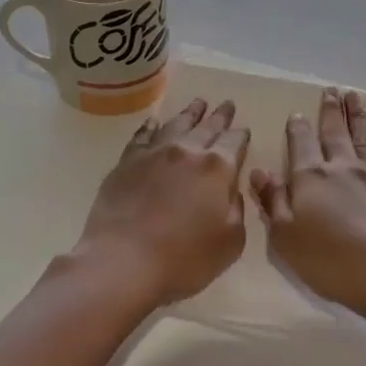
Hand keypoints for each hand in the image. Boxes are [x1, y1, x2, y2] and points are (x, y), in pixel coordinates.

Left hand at [76, 98, 249, 305]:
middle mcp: (186, 151)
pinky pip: (142, 136)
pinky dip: (151, 127)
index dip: (241, 135)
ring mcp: (153, 153)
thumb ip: (236, 210)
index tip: (243, 130)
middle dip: (220, 116)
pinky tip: (154, 122)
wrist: (122, 261)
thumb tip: (230, 190)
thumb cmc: (184, 259)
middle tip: (227, 104)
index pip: (234, 142)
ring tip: (198, 103)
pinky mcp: (126, 163)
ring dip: (190, 113)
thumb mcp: (230, 242)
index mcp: (217, 168)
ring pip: (176, 124)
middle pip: (207, 127)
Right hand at [249, 89, 365, 321]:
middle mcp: (343, 167)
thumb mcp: (287, 237)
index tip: (297, 112)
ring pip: (364, 137)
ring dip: (358, 115)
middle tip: (331, 90)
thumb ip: (273, 201)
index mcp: (311, 177)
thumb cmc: (331, 261)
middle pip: (335, 131)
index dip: (298, 127)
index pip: (301, 143)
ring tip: (354, 97)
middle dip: (331, 110)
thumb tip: (259, 171)